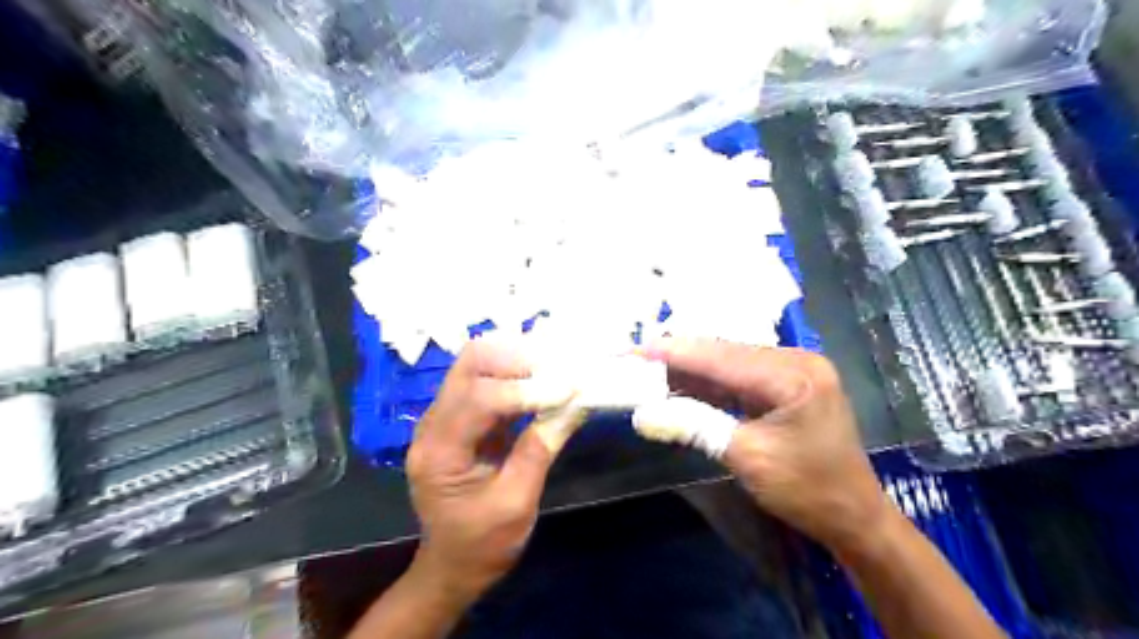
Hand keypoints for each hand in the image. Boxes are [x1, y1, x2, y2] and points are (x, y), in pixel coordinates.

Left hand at [407, 340, 582, 602]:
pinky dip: (516, 374)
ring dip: (518, 360)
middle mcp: (433, 423)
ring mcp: (443, 416)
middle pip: (470, 362)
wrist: (453, 565)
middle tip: (559, 368)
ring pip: (478, 363)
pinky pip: (486, 379)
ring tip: (556, 369)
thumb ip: (540, 449)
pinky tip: (543, 380)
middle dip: (517, 358)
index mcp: (439, 452)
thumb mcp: (516, 503)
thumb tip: (575, 403)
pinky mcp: (460, 417)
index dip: (526, 389)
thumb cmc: (482, 544)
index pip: (479, 398)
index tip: (569, 389)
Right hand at [639, 340, 888, 553]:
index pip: (719, 355)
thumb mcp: (747, 457)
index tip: (632, 351)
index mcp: (792, 373)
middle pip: (721, 352)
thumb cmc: (808, 490)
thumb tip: (642, 415)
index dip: (672, 352)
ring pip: (725, 362)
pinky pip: (736, 377)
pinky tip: (677, 385)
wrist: (854, 517)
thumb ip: (694, 426)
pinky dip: (706, 384)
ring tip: (645, 371)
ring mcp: (790, 371)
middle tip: (632, 360)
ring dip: (687, 370)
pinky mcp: (783, 385)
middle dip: (675, 357)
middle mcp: (793, 360)